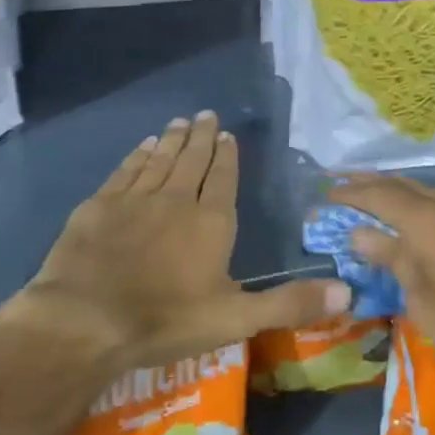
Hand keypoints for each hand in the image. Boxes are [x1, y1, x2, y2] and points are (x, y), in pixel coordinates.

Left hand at [12, 111, 349, 373]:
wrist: (86, 320)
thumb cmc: (166, 320)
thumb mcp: (236, 319)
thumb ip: (290, 304)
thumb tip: (349, 293)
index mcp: (211, 222)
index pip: (223, 179)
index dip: (228, 156)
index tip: (228, 135)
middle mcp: (176, 199)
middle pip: (192, 160)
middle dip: (201, 137)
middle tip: (206, 114)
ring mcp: (135, 199)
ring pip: (160, 159)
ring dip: (172, 140)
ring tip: (180, 122)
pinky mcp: (100, 205)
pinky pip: (125, 170)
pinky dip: (137, 155)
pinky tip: (143, 146)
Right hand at [330, 176, 434, 420]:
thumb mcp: (429, 308)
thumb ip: (396, 263)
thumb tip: (362, 235)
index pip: (383, 196)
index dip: (353, 193)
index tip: (329, 193)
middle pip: (412, 187)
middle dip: (378, 186)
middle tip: (349, 186)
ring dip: (414, 200)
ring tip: (391, 207)